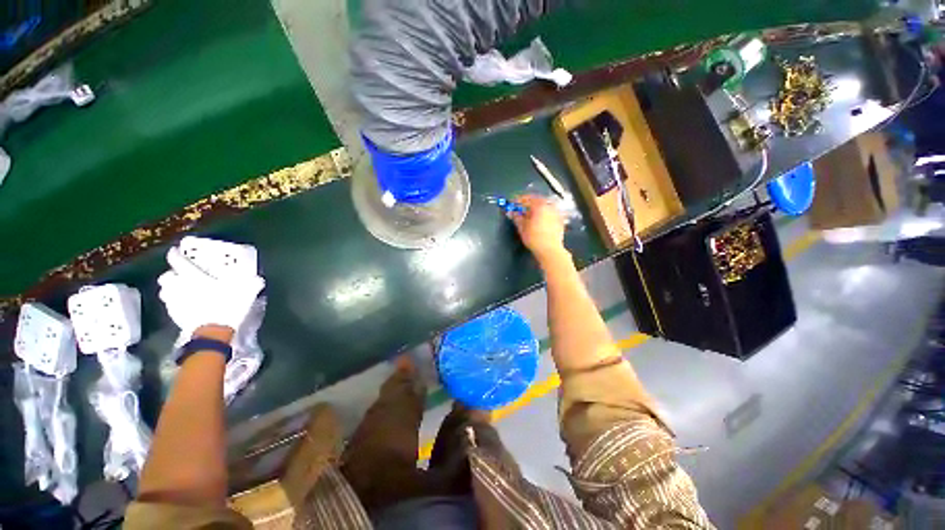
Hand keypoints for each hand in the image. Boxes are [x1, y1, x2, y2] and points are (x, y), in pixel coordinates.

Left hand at [158, 247, 264, 333]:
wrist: (214, 331)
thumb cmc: (228, 305)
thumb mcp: (247, 291)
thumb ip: (252, 283)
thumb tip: (258, 279)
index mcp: (193, 276)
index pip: (178, 261)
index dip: (175, 254)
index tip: (175, 251)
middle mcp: (179, 286)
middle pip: (166, 277)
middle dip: (171, 274)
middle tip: (180, 275)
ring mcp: (175, 302)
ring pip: (165, 291)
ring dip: (170, 289)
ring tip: (180, 290)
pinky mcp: (174, 316)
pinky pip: (170, 305)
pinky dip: (175, 303)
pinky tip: (185, 305)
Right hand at [509, 195, 567, 263]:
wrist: (550, 250)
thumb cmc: (535, 239)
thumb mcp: (522, 228)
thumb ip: (517, 218)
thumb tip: (513, 213)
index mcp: (540, 206)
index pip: (527, 198)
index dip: (518, 200)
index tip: (513, 203)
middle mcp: (549, 207)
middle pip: (537, 201)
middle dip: (528, 205)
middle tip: (520, 210)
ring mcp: (556, 213)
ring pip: (544, 207)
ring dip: (536, 210)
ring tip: (529, 217)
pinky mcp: (560, 221)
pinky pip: (549, 214)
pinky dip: (543, 215)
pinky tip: (538, 222)